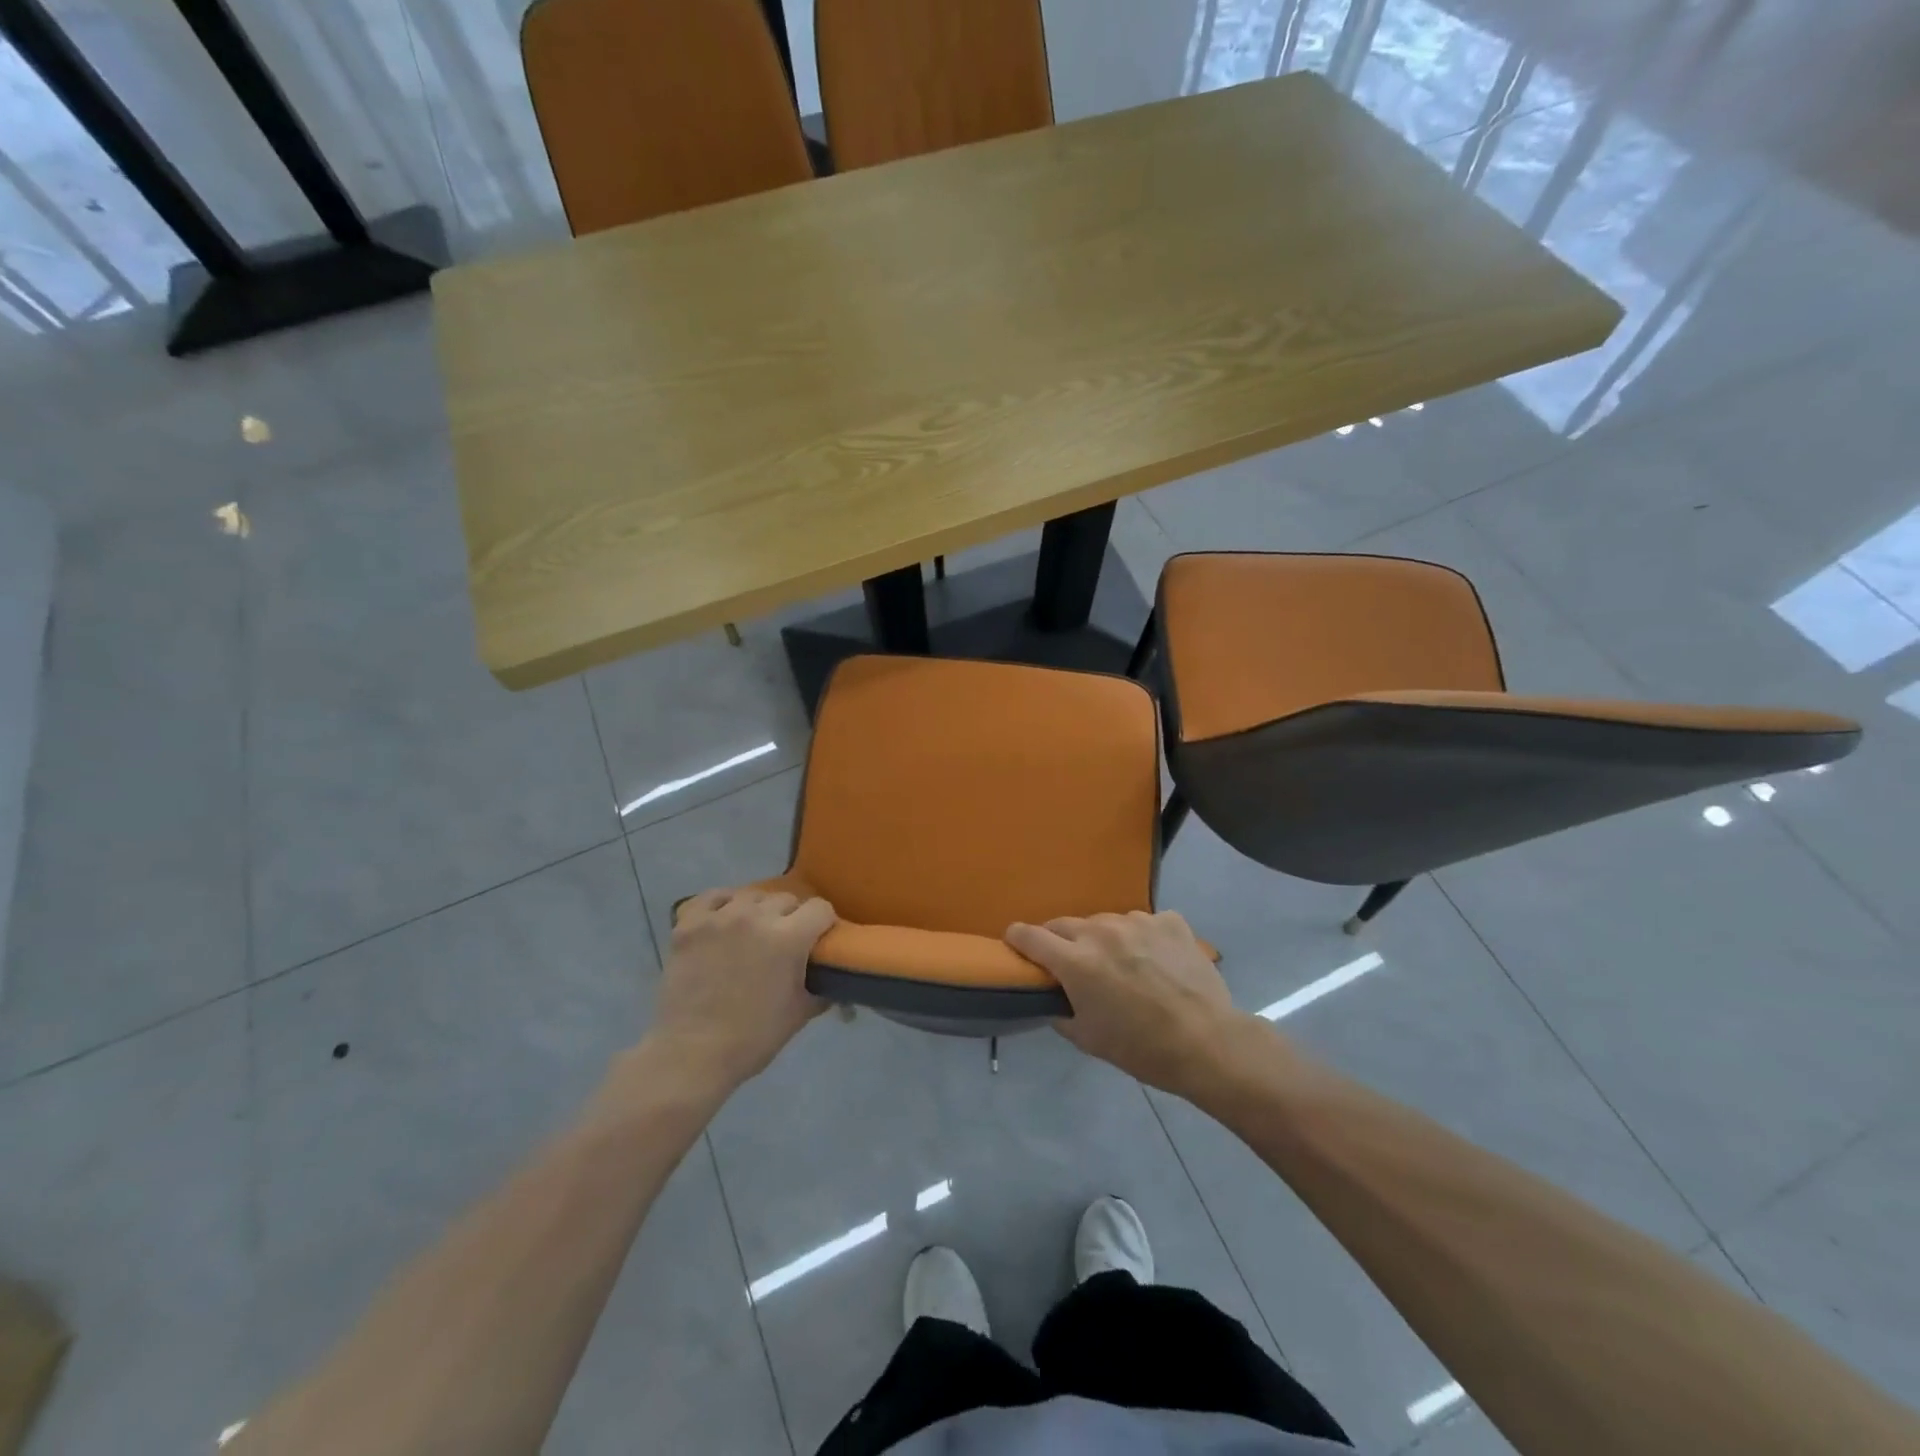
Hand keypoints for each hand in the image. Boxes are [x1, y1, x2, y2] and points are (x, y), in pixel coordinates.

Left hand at [652, 887, 835, 1090]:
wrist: (691, 1054)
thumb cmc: (753, 1038)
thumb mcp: (801, 1013)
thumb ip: (822, 986)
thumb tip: (832, 976)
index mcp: (789, 938)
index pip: (821, 909)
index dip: (824, 923)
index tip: (819, 939)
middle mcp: (756, 917)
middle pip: (786, 899)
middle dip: (792, 917)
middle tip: (785, 942)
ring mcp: (719, 917)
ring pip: (751, 895)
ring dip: (759, 911)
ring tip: (752, 933)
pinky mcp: (689, 924)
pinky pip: (713, 897)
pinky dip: (722, 905)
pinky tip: (724, 920)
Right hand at [1006, 911, 1248, 1096]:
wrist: (1208, 1042)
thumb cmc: (1141, 1048)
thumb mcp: (1088, 1039)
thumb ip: (1060, 1011)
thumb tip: (1052, 997)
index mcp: (1076, 961)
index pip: (1030, 936)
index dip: (1017, 939)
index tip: (1015, 943)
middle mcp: (1102, 931)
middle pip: (1064, 924)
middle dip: (1059, 941)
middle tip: (1071, 964)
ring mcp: (1138, 921)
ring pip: (1105, 922)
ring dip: (1103, 939)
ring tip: (1122, 965)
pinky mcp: (1169, 921)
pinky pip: (1144, 923)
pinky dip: (1142, 938)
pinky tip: (1157, 961)